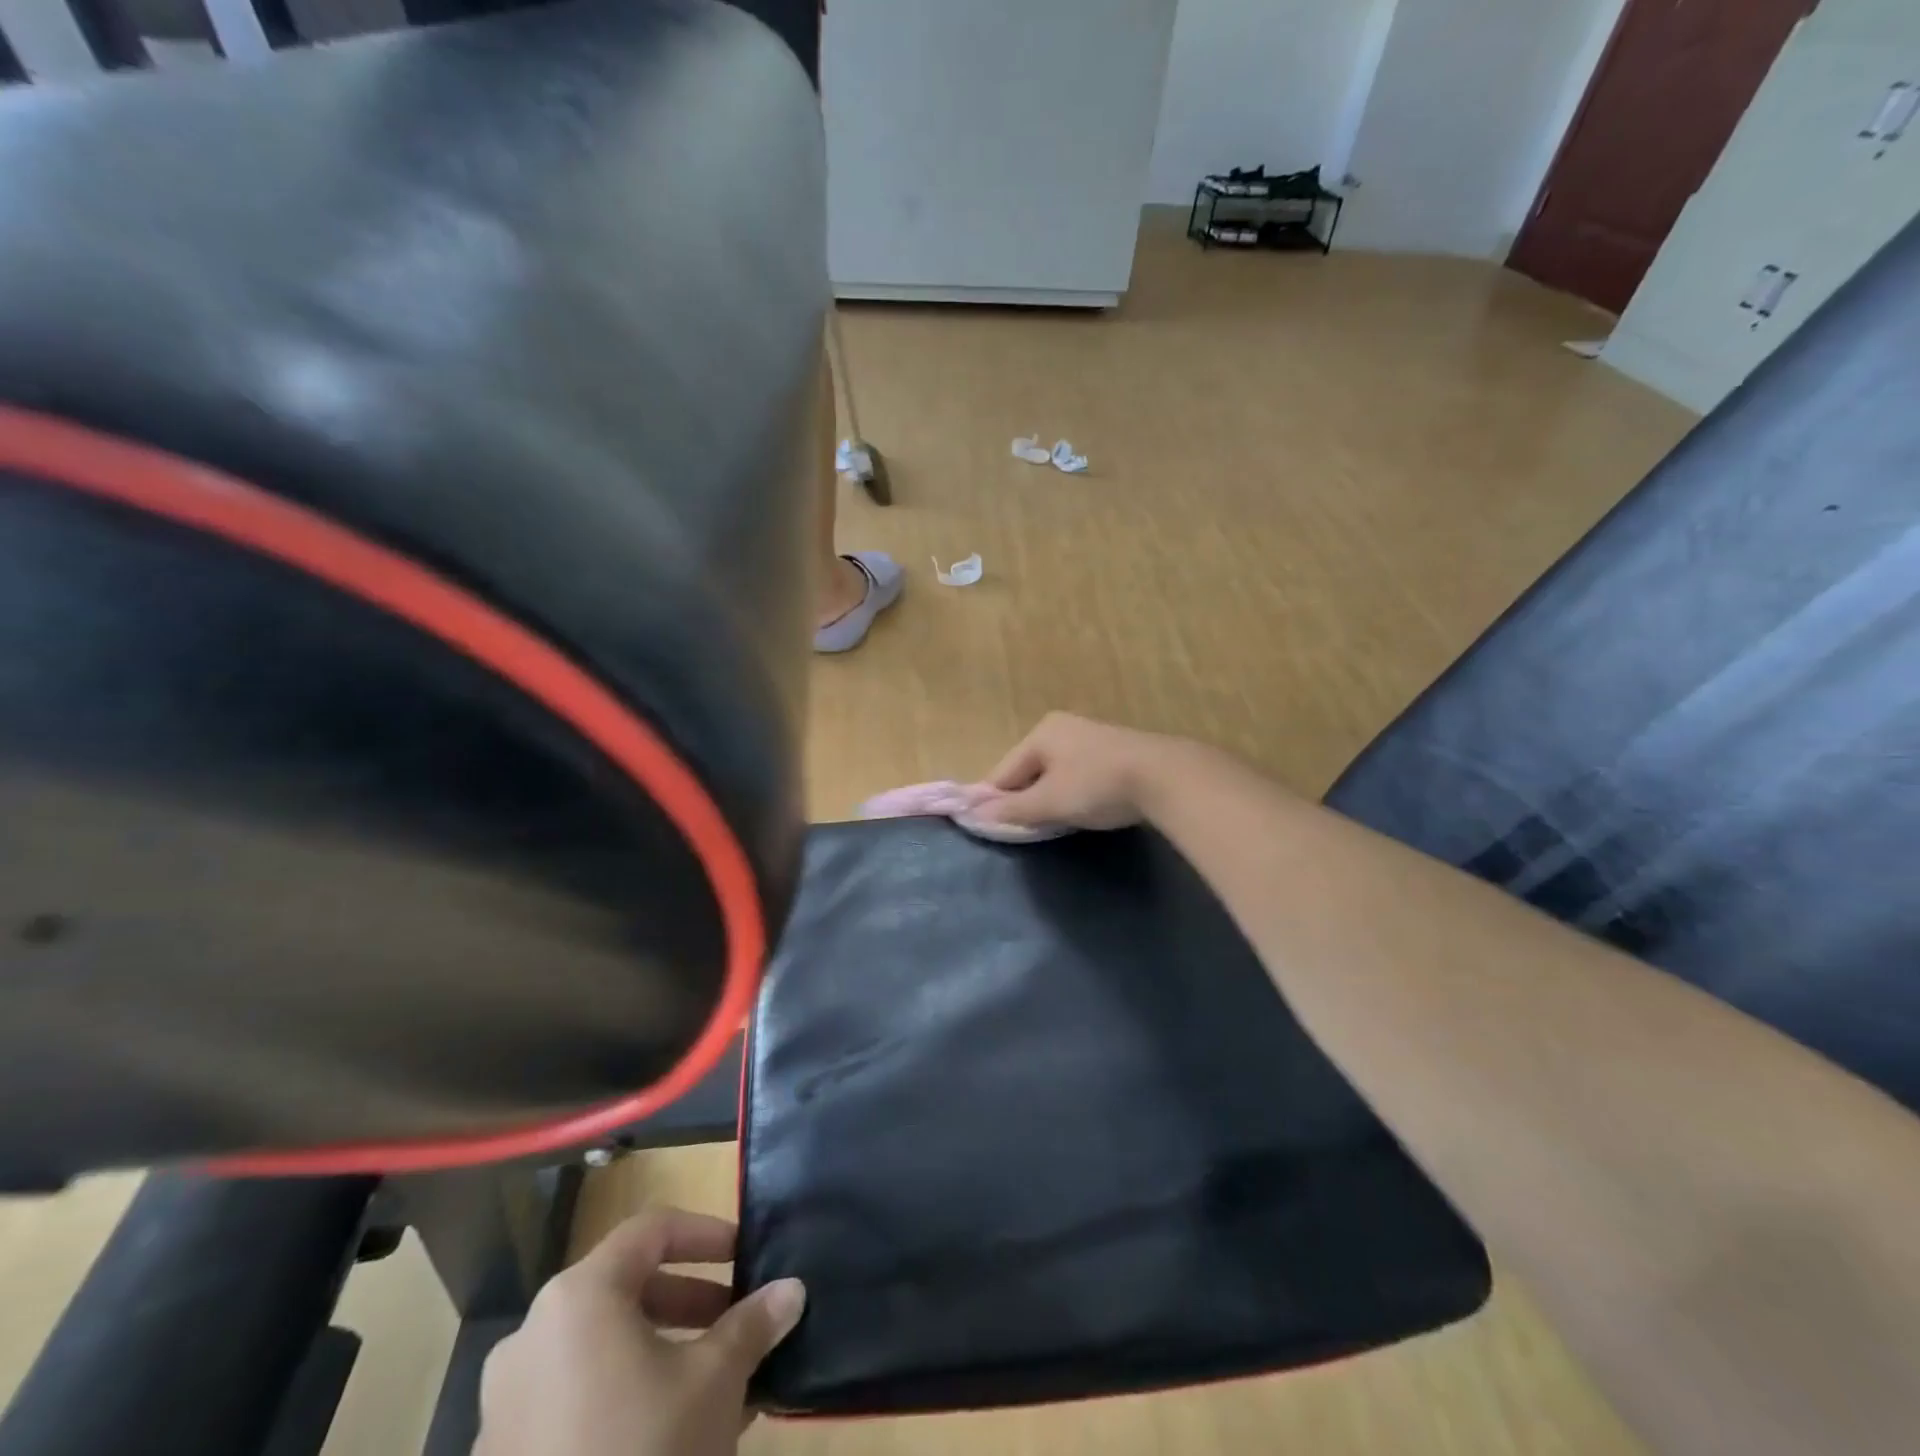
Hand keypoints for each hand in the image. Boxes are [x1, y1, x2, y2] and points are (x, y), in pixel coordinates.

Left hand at [475, 1208, 805, 1455]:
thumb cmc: (645, 1454)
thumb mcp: (715, 1381)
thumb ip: (752, 1324)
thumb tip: (792, 1288)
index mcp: (579, 1298)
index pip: (652, 1230)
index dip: (706, 1233)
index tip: (746, 1255)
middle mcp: (532, 1336)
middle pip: (625, 1287)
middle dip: (690, 1300)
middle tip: (737, 1319)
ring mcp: (507, 1403)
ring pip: (603, 1347)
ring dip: (663, 1349)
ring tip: (717, 1380)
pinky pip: (576, 1398)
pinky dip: (626, 1394)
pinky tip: (674, 1432)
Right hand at [977, 712, 1184, 831]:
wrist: (1166, 777)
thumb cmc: (1097, 786)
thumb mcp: (1050, 802)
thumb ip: (1012, 810)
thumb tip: (975, 814)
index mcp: (1041, 733)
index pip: (1003, 771)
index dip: (994, 800)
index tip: (990, 827)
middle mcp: (1063, 727)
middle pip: (1029, 770)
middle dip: (1025, 799)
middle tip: (1027, 830)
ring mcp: (1091, 737)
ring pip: (1055, 773)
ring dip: (1051, 798)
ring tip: (1056, 823)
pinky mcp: (1115, 752)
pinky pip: (1079, 774)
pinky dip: (1075, 793)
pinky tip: (1084, 810)